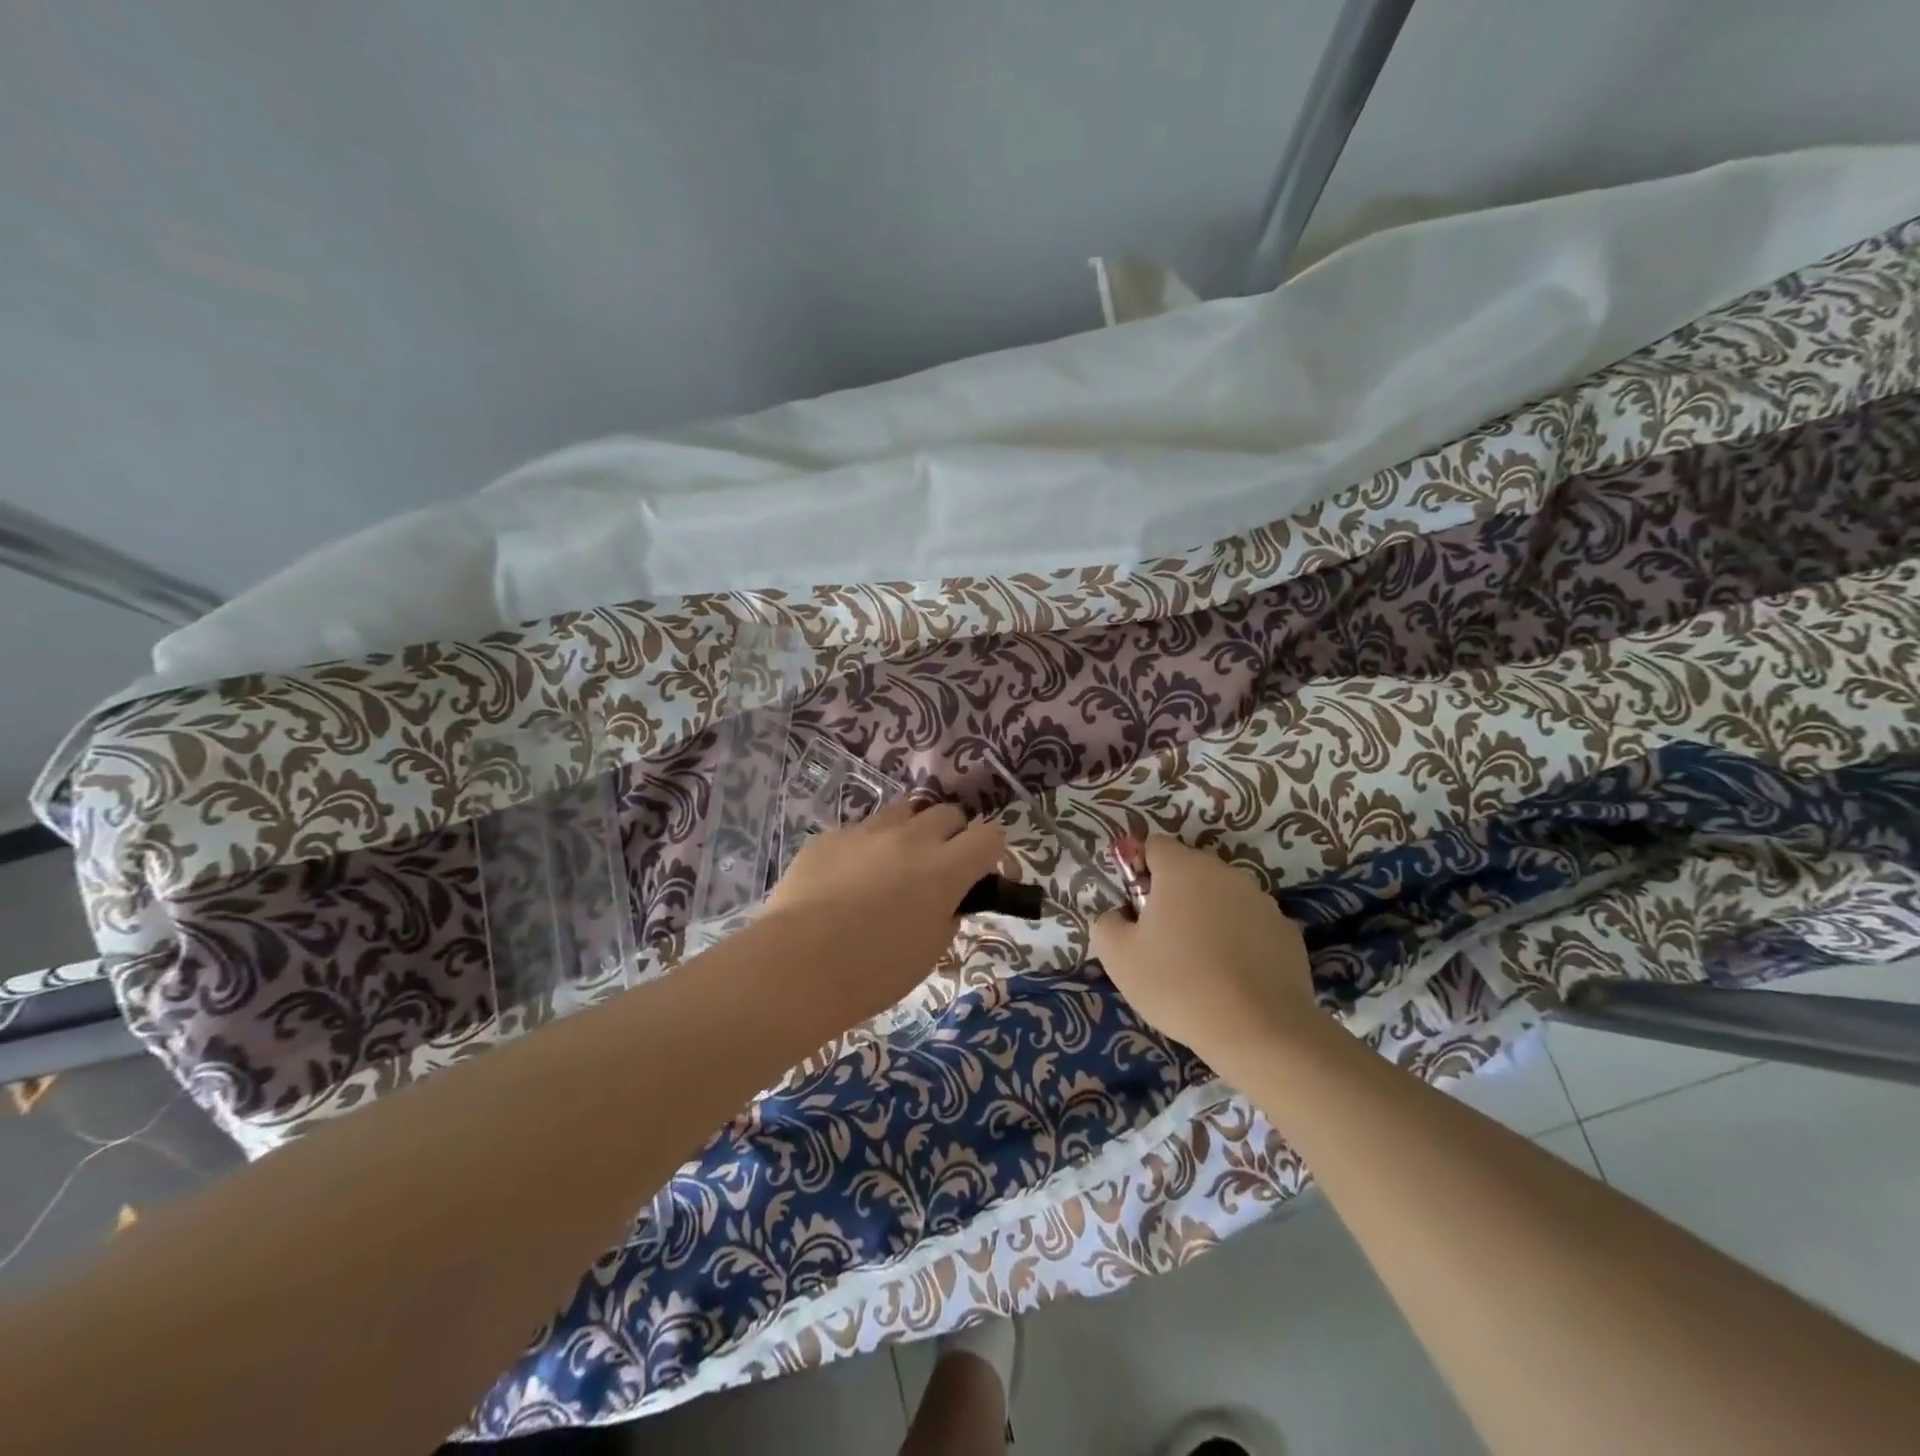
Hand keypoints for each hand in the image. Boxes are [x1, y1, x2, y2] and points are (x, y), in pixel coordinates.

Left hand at [764, 800, 1006, 1016]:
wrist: (796, 966)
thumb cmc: (872, 972)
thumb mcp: (928, 953)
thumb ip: (947, 916)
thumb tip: (948, 901)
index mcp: (944, 869)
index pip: (990, 836)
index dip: (990, 852)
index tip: (980, 873)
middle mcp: (910, 838)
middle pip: (948, 813)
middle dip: (952, 835)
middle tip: (939, 867)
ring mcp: (866, 831)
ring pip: (904, 811)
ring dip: (910, 832)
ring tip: (894, 864)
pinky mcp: (829, 836)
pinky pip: (860, 830)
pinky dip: (866, 848)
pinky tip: (847, 879)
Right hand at [1090, 837, 1321, 1066]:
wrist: (1260, 1031)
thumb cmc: (1178, 984)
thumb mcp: (1118, 957)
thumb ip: (1107, 922)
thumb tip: (1119, 915)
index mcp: (1183, 868)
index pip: (1153, 846)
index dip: (1139, 872)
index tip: (1135, 910)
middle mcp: (1225, 873)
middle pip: (1189, 871)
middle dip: (1172, 895)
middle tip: (1161, 940)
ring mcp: (1262, 901)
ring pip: (1221, 898)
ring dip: (1207, 917)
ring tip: (1199, 964)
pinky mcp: (1287, 932)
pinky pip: (1250, 925)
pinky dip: (1238, 941)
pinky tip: (1232, 978)